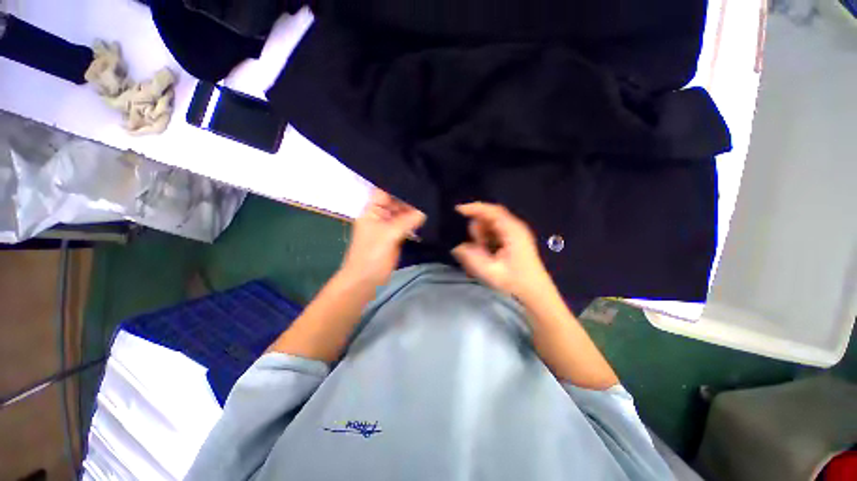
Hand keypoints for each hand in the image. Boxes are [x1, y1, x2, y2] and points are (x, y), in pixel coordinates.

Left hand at [339, 188, 425, 287]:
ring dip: (413, 211)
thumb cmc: (371, 255)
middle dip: (410, 198)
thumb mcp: (388, 234)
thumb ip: (407, 220)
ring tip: (431, 203)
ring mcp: (387, 227)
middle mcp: (379, 216)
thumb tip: (424, 210)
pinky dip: (414, 223)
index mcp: (372, 211)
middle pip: (396, 202)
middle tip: (429, 193)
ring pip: (402, 214)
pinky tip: (426, 218)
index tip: (417, 179)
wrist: (366, 281)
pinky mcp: (395, 237)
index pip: (384, 190)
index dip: (398, 184)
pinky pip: (406, 225)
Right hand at [452, 202, 552, 299]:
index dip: (473, 208)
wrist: (535, 293)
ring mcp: (515, 232)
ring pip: (490, 225)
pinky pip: (494, 232)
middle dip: (477, 228)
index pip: (491, 211)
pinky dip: (486, 239)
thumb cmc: (514, 282)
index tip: (456, 210)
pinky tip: (486, 253)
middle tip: (474, 246)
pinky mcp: (513, 239)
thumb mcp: (489, 271)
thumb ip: (471, 256)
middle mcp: (515, 227)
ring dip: (481, 235)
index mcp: (512, 231)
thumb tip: (457, 245)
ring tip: (482, 254)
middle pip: (490, 216)